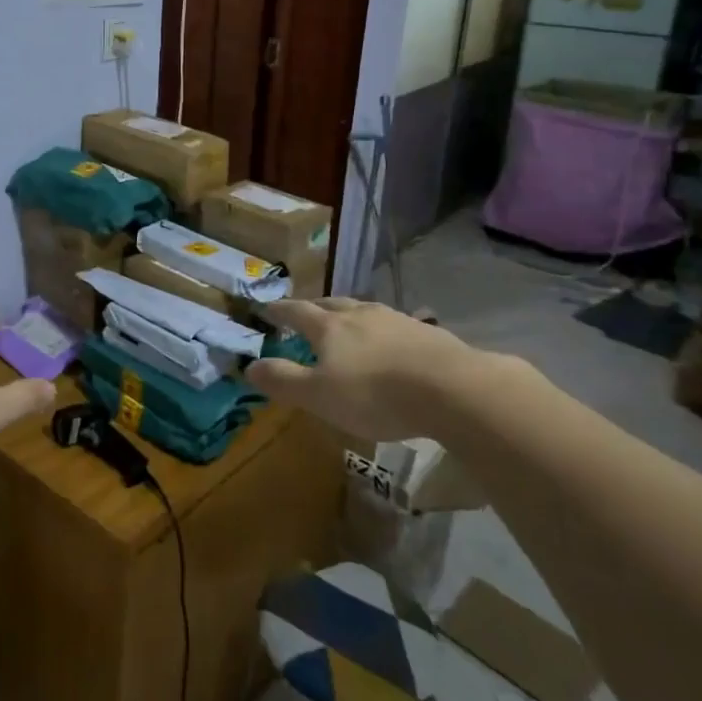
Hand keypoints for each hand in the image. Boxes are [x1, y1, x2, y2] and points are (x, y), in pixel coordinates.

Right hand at [245, 296, 489, 441]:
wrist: (452, 389)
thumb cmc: (375, 393)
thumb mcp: (319, 396)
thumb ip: (283, 380)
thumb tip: (249, 366)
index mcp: (329, 326)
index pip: (296, 312)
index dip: (279, 311)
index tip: (266, 308)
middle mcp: (360, 314)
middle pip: (331, 304)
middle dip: (315, 308)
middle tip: (306, 312)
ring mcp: (397, 320)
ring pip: (365, 311)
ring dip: (351, 316)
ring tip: (349, 325)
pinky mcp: (428, 334)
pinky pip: (396, 326)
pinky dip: (385, 332)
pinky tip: (393, 345)